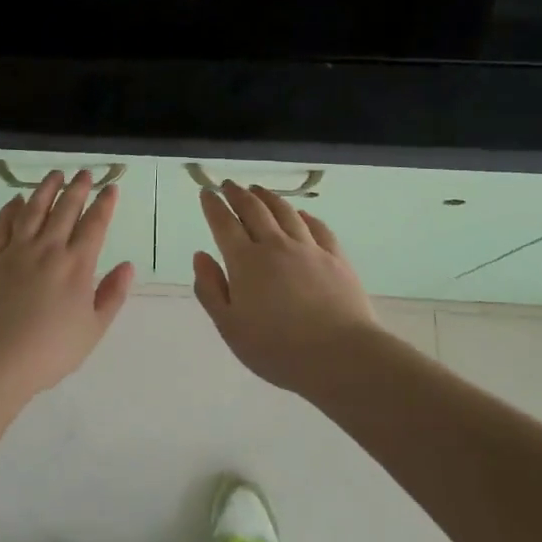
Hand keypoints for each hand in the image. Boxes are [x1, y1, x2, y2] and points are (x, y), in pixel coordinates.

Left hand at [0, 169, 135, 399]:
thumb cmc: (49, 352)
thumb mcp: (92, 330)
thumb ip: (111, 295)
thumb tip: (127, 265)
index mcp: (76, 266)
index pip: (94, 225)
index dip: (104, 204)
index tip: (110, 187)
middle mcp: (47, 249)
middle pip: (65, 210)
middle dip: (78, 188)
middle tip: (84, 173)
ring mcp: (15, 251)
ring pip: (33, 209)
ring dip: (46, 189)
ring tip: (55, 174)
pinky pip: (1, 225)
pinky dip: (9, 209)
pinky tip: (15, 200)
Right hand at [193, 181, 379, 392]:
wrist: (341, 356)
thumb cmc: (277, 349)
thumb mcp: (230, 327)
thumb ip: (211, 289)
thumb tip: (200, 256)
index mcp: (245, 262)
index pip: (224, 224)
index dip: (213, 206)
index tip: (207, 193)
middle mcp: (275, 245)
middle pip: (254, 210)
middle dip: (238, 194)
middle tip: (229, 185)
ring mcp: (309, 248)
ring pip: (286, 212)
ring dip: (268, 197)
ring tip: (259, 190)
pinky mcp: (336, 257)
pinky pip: (317, 227)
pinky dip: (304, 216)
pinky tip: (301, 214)